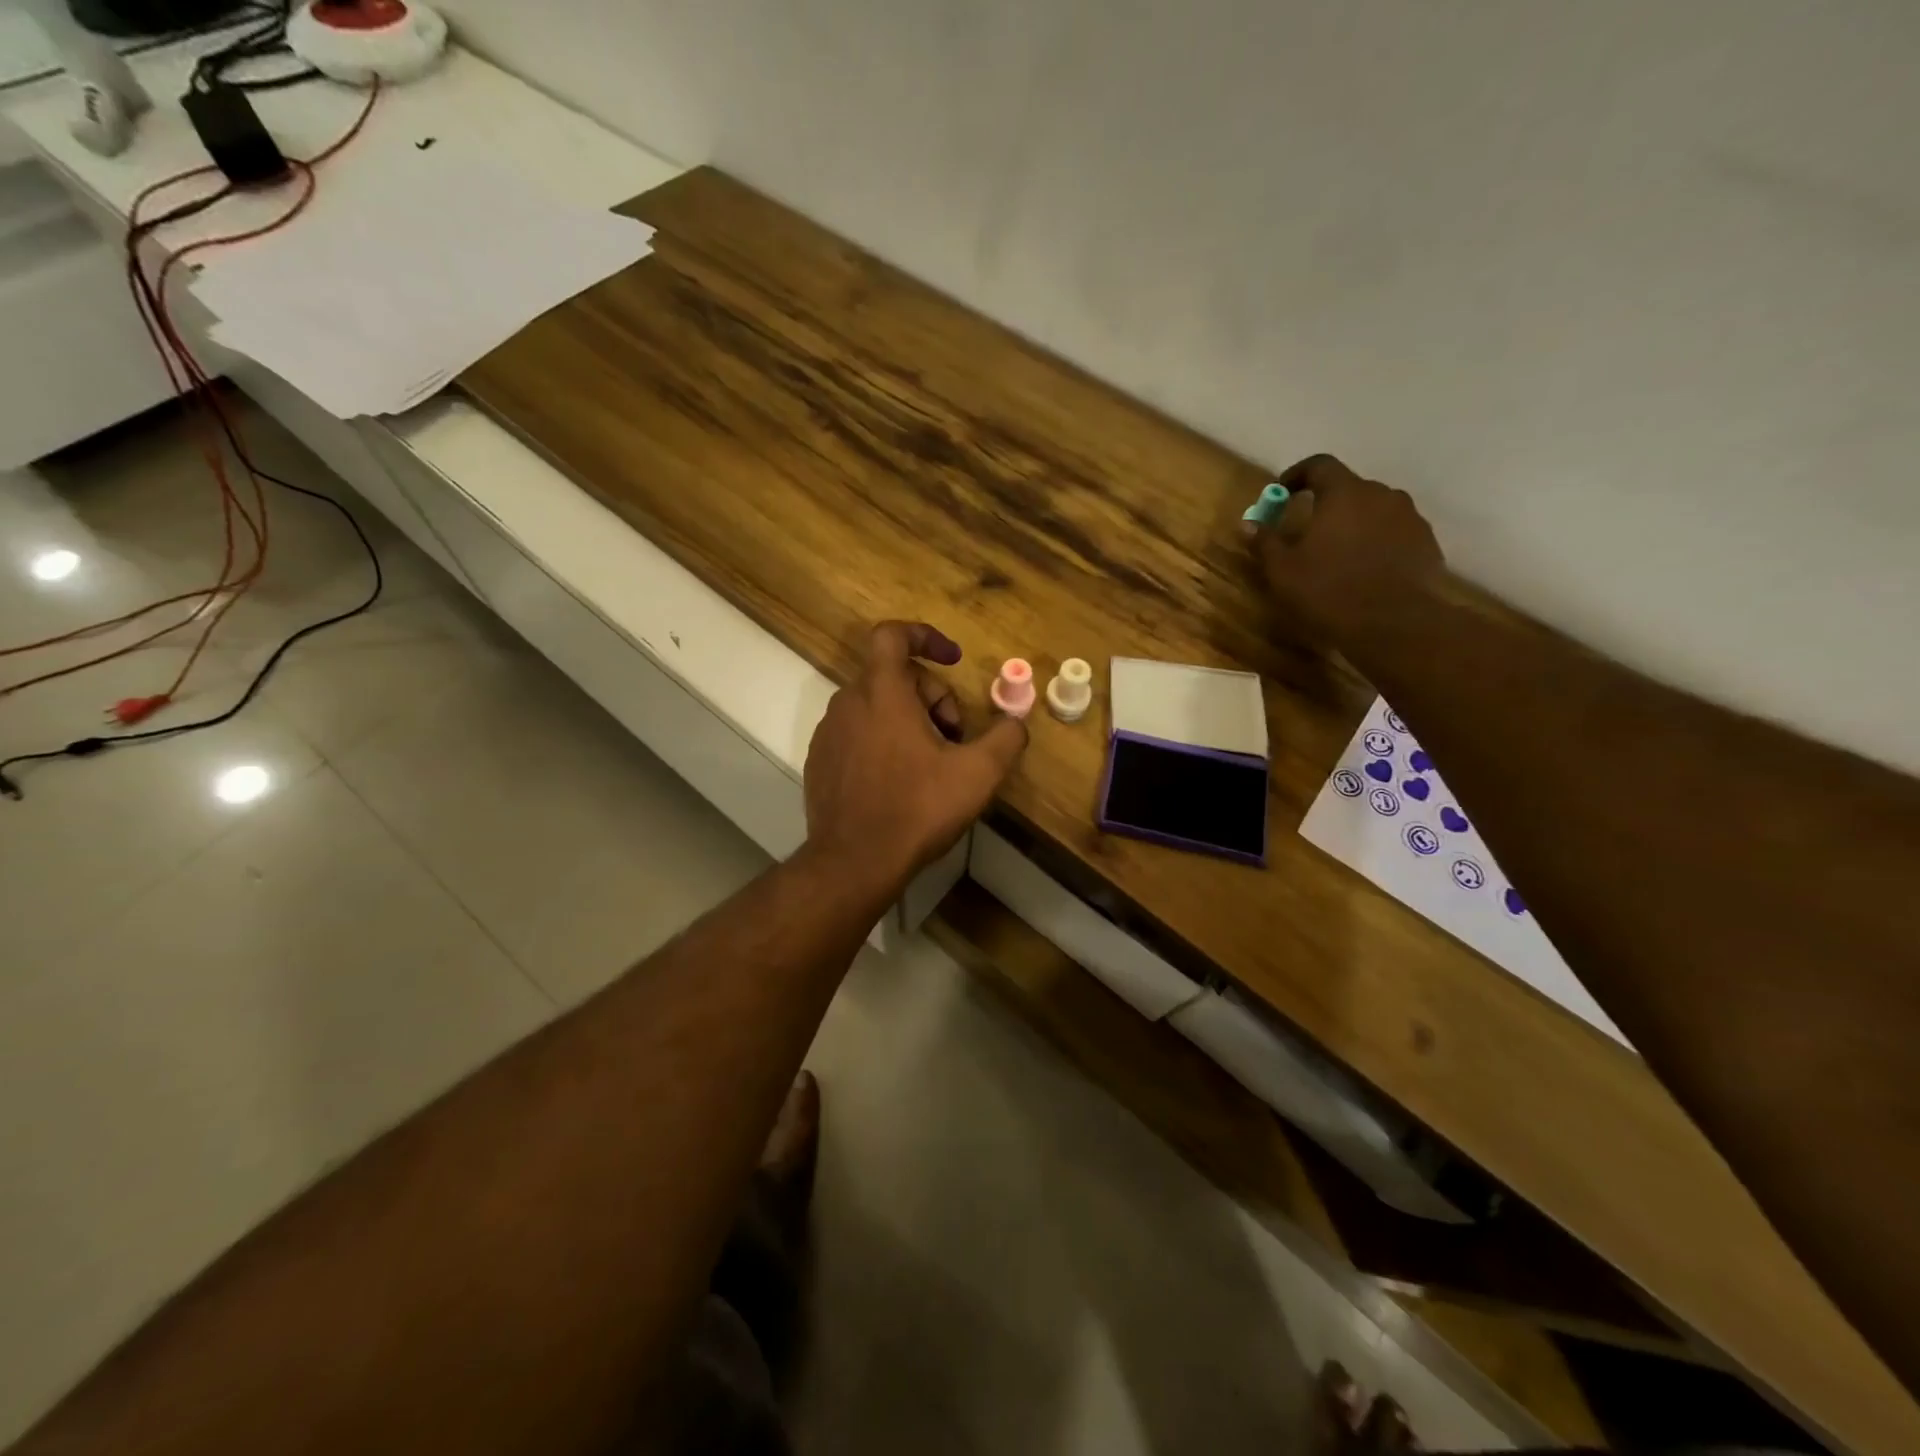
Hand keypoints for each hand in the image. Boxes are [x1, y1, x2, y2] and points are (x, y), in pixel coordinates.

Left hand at [802, 622, 1028, 890]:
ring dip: (909, 720)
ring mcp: (828, 733)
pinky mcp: (820, 761)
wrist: (853, 863)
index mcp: (882, 693)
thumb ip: (1006, 738)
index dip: (926, 636)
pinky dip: (883, 741)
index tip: (953, 660)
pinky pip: (857, 732)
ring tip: (931, 764)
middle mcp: (848, 703)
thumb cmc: (916, 809)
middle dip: (932, 697)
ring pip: (876, 705)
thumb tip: (1016, 722)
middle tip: (954, 738)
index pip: (892, 635)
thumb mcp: (978, 774)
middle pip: (894, 676)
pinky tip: (900, 782)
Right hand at [1253, 454, 1445, 649]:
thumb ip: (1265, 542)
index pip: (1319, 465)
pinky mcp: (1426, 542)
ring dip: (1355, 524)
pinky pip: (1395, 532)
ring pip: (1375, 510)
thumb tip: (1247, 524)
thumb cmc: (1329, 590)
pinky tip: (1366, 570)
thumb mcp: (1283, 571)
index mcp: (1343, 493)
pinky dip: (1377, 542)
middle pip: (1349, 488)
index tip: (1282, 492)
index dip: (1297, 475)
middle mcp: (1381, 494)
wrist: (1394, 623)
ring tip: (1340, 553)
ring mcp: (1409, 517)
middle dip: (1327, 504)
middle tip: (1309, 531)